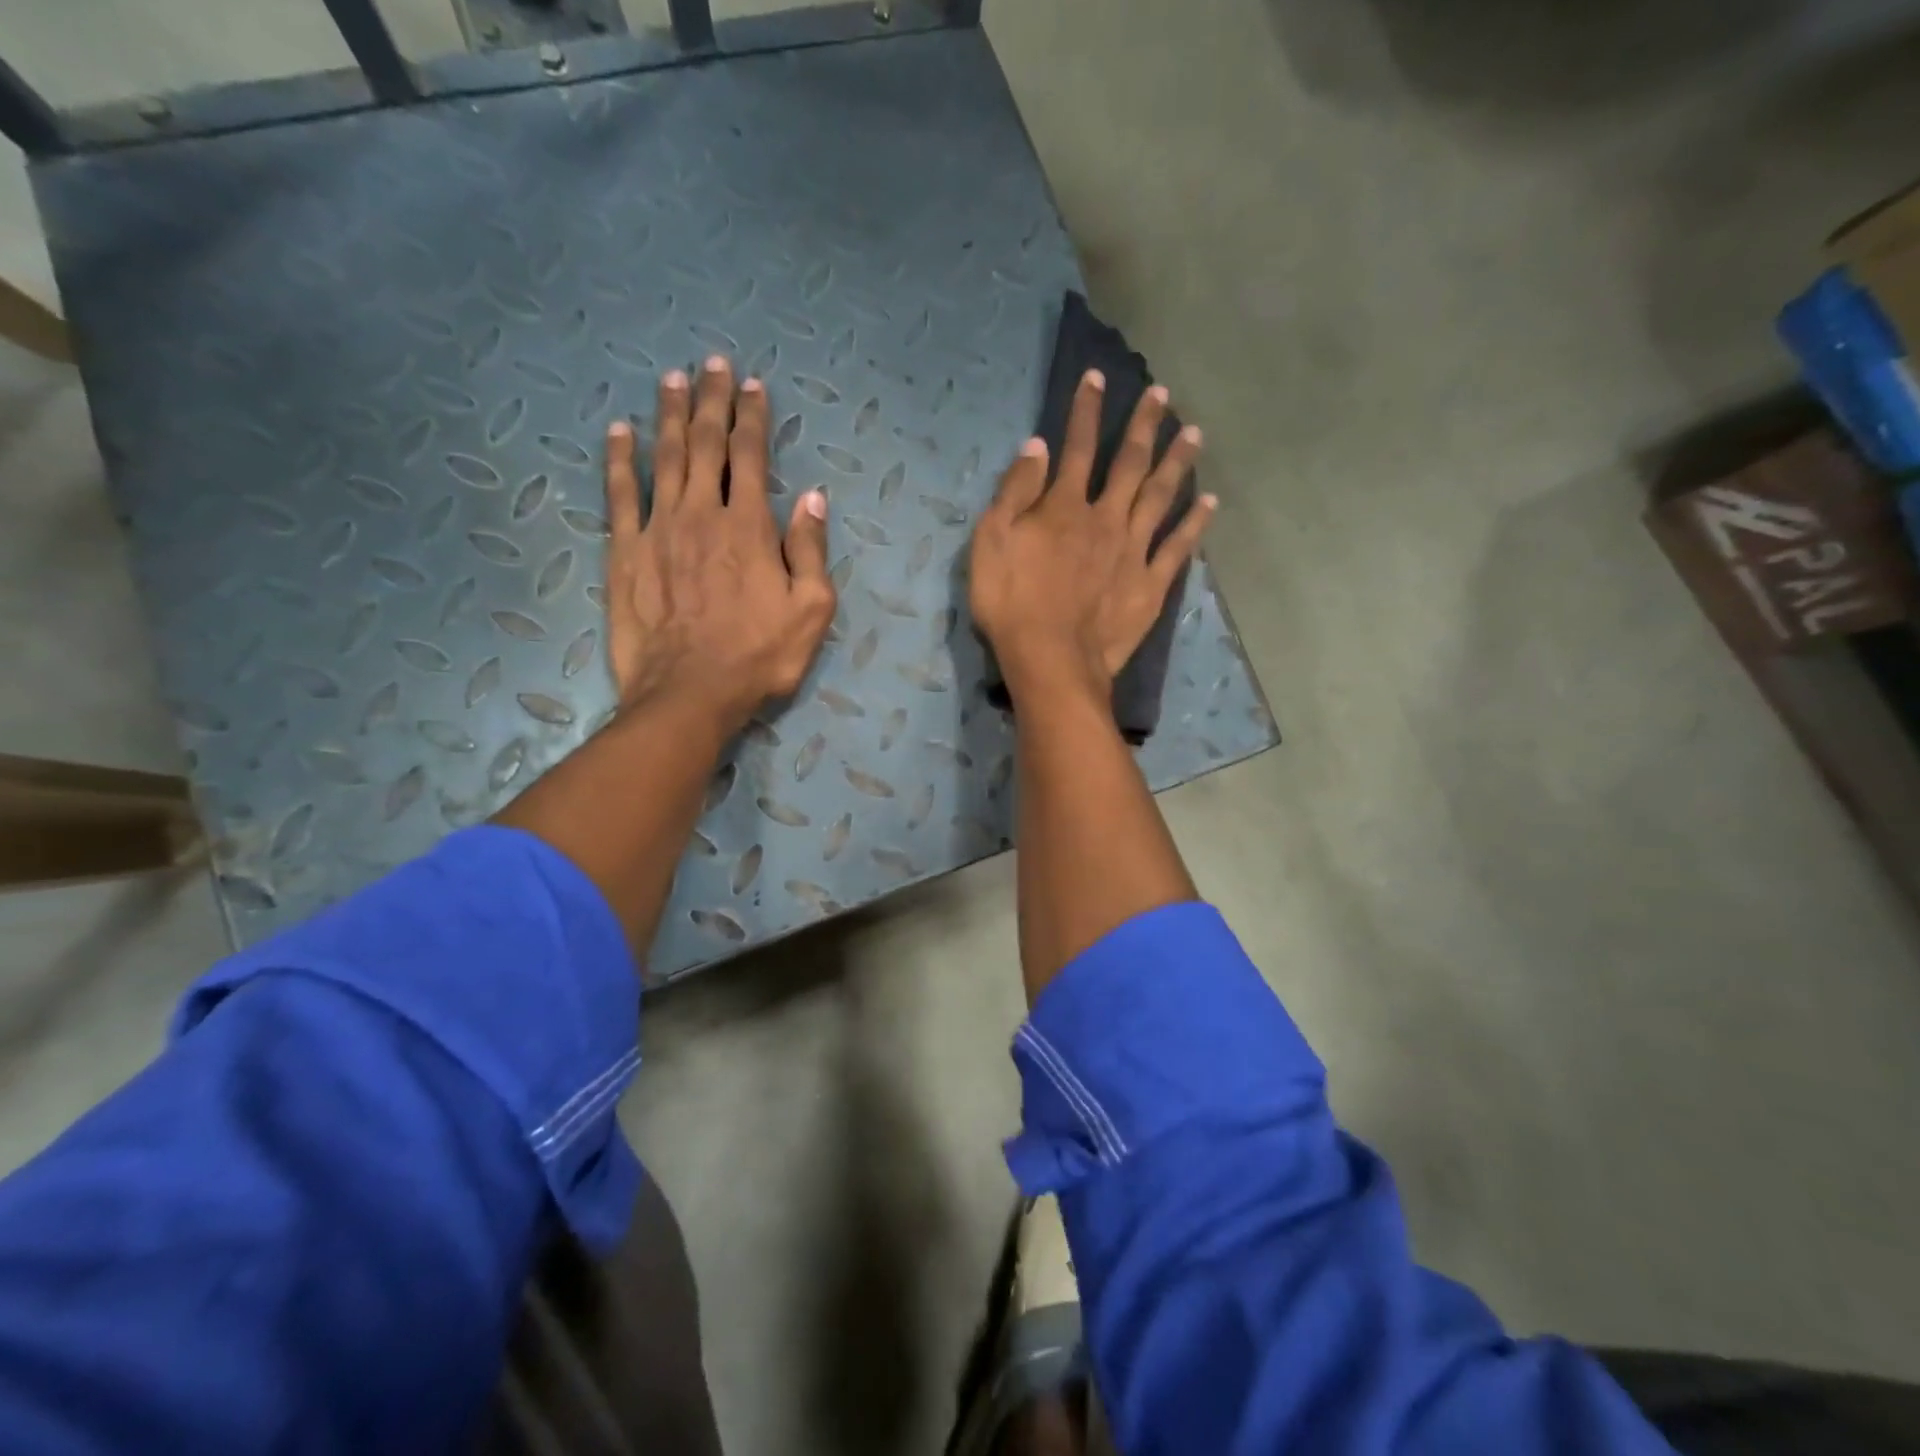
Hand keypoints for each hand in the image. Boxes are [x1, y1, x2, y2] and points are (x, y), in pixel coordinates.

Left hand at [604, 357, 835, 734]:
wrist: (690, 694)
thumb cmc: (760, 657)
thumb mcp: (812, 610)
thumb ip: (811, 550)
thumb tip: (812, 496)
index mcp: (750, 527)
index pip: (751, 456)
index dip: (752, 417)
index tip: (752, 385)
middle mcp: (702, 514)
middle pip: (705, 444)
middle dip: (711, 401)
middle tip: (711, 363)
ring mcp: (658, 529)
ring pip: (664, 458)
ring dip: (668, 415)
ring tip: (671, 379)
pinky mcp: (625, 552)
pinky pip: (620, 494)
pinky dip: (619, 459)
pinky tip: (619, 431)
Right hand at [969, 369, 1213, 700]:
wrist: (1051, 661)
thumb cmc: (1010, 603)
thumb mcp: (991, 542)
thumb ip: (1014, 492)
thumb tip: (1036, 446)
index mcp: (1064, 507)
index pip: (1078, 446)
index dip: (1087, 410)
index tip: (1098, 378)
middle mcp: (1106, 518)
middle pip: (1129, 463)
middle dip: (1144, 425)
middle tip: (1162, 393)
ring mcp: (1133, 552)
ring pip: (1161, 496)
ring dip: (1178, 462)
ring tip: (1194, 432)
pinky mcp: (1150, 585)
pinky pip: (1178, 548)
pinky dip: (1195, 523)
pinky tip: (1210, 502)